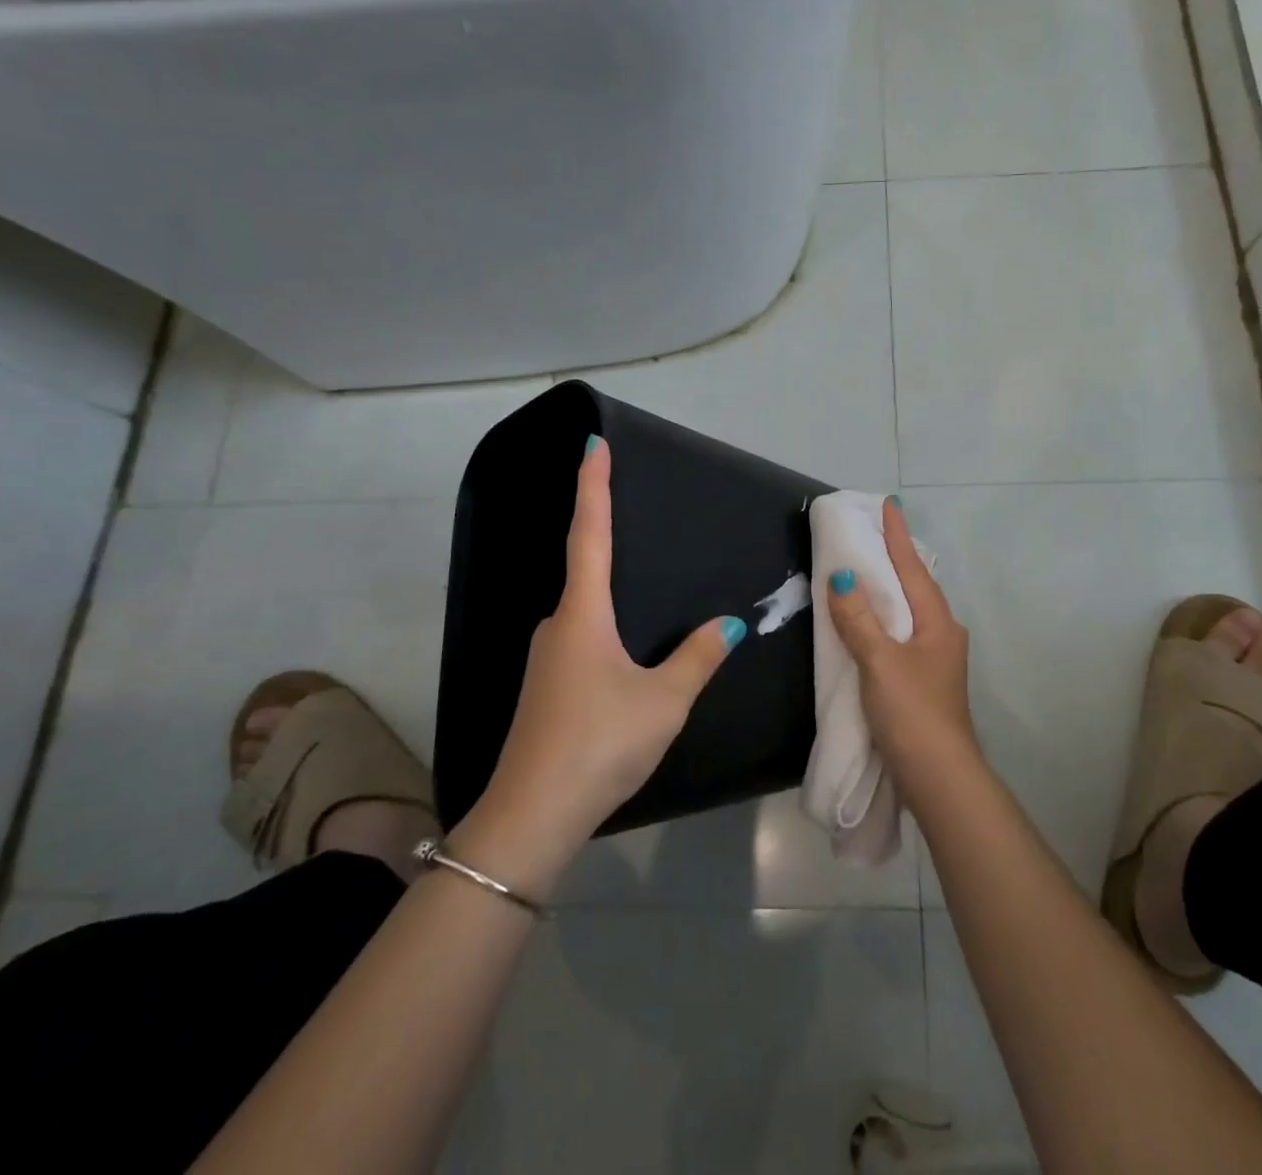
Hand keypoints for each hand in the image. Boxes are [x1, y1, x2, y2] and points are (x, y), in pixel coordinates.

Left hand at [451, 435, 742, 885]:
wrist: (530, 817)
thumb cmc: (600, 744)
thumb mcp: (663, 701)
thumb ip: (698, 658)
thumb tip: (730, 624)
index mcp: (583, 614)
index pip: (590, 534)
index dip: (593, 487)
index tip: (593, 445)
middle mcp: (558, 626)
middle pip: (585, 569)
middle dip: (604, 536)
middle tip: (630, 509)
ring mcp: (547, 659)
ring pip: (585, 612)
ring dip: (609, 594)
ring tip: (645, 595)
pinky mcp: (547, 689)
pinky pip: (582, 641)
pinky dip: (605, 630)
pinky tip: (627, 657)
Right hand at [825, 499, 975, 781]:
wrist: (939, 778)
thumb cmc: (912, 712)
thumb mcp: (880, 662)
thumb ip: (859, 619)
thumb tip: (843, 576)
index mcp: (937, 622)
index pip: (912, 567)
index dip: (898, 536)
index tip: (890, 504)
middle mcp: (942, 634)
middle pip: (915, 586)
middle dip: (895, 559)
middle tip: (872, 533)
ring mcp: (936, 660)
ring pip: (909, 612)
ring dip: (890, 589)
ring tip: (868, 569)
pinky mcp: (924, 681)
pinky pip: (901, 635)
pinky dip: (884, 619)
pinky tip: (871, 622)